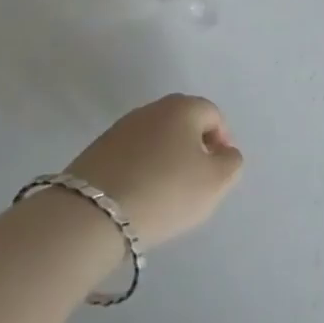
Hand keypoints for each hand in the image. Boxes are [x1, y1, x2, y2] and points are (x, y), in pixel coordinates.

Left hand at [66, 94, 243, 248]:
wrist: (91, 215)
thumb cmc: (165, 192)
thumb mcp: (216, 182)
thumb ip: (232, 162)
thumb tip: (223, 153)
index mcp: (183, 107)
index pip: (214, 115)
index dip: (222, 143)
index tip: (217, 173)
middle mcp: (151, 108)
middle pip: (183, 124)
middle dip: (193, 149)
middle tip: (194, 183)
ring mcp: (120, 128)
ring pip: (155, 140)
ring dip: (165, 160)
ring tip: (164, 194)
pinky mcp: (95, 151)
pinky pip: (130, 156)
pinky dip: (140, 170)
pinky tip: (138, 197)